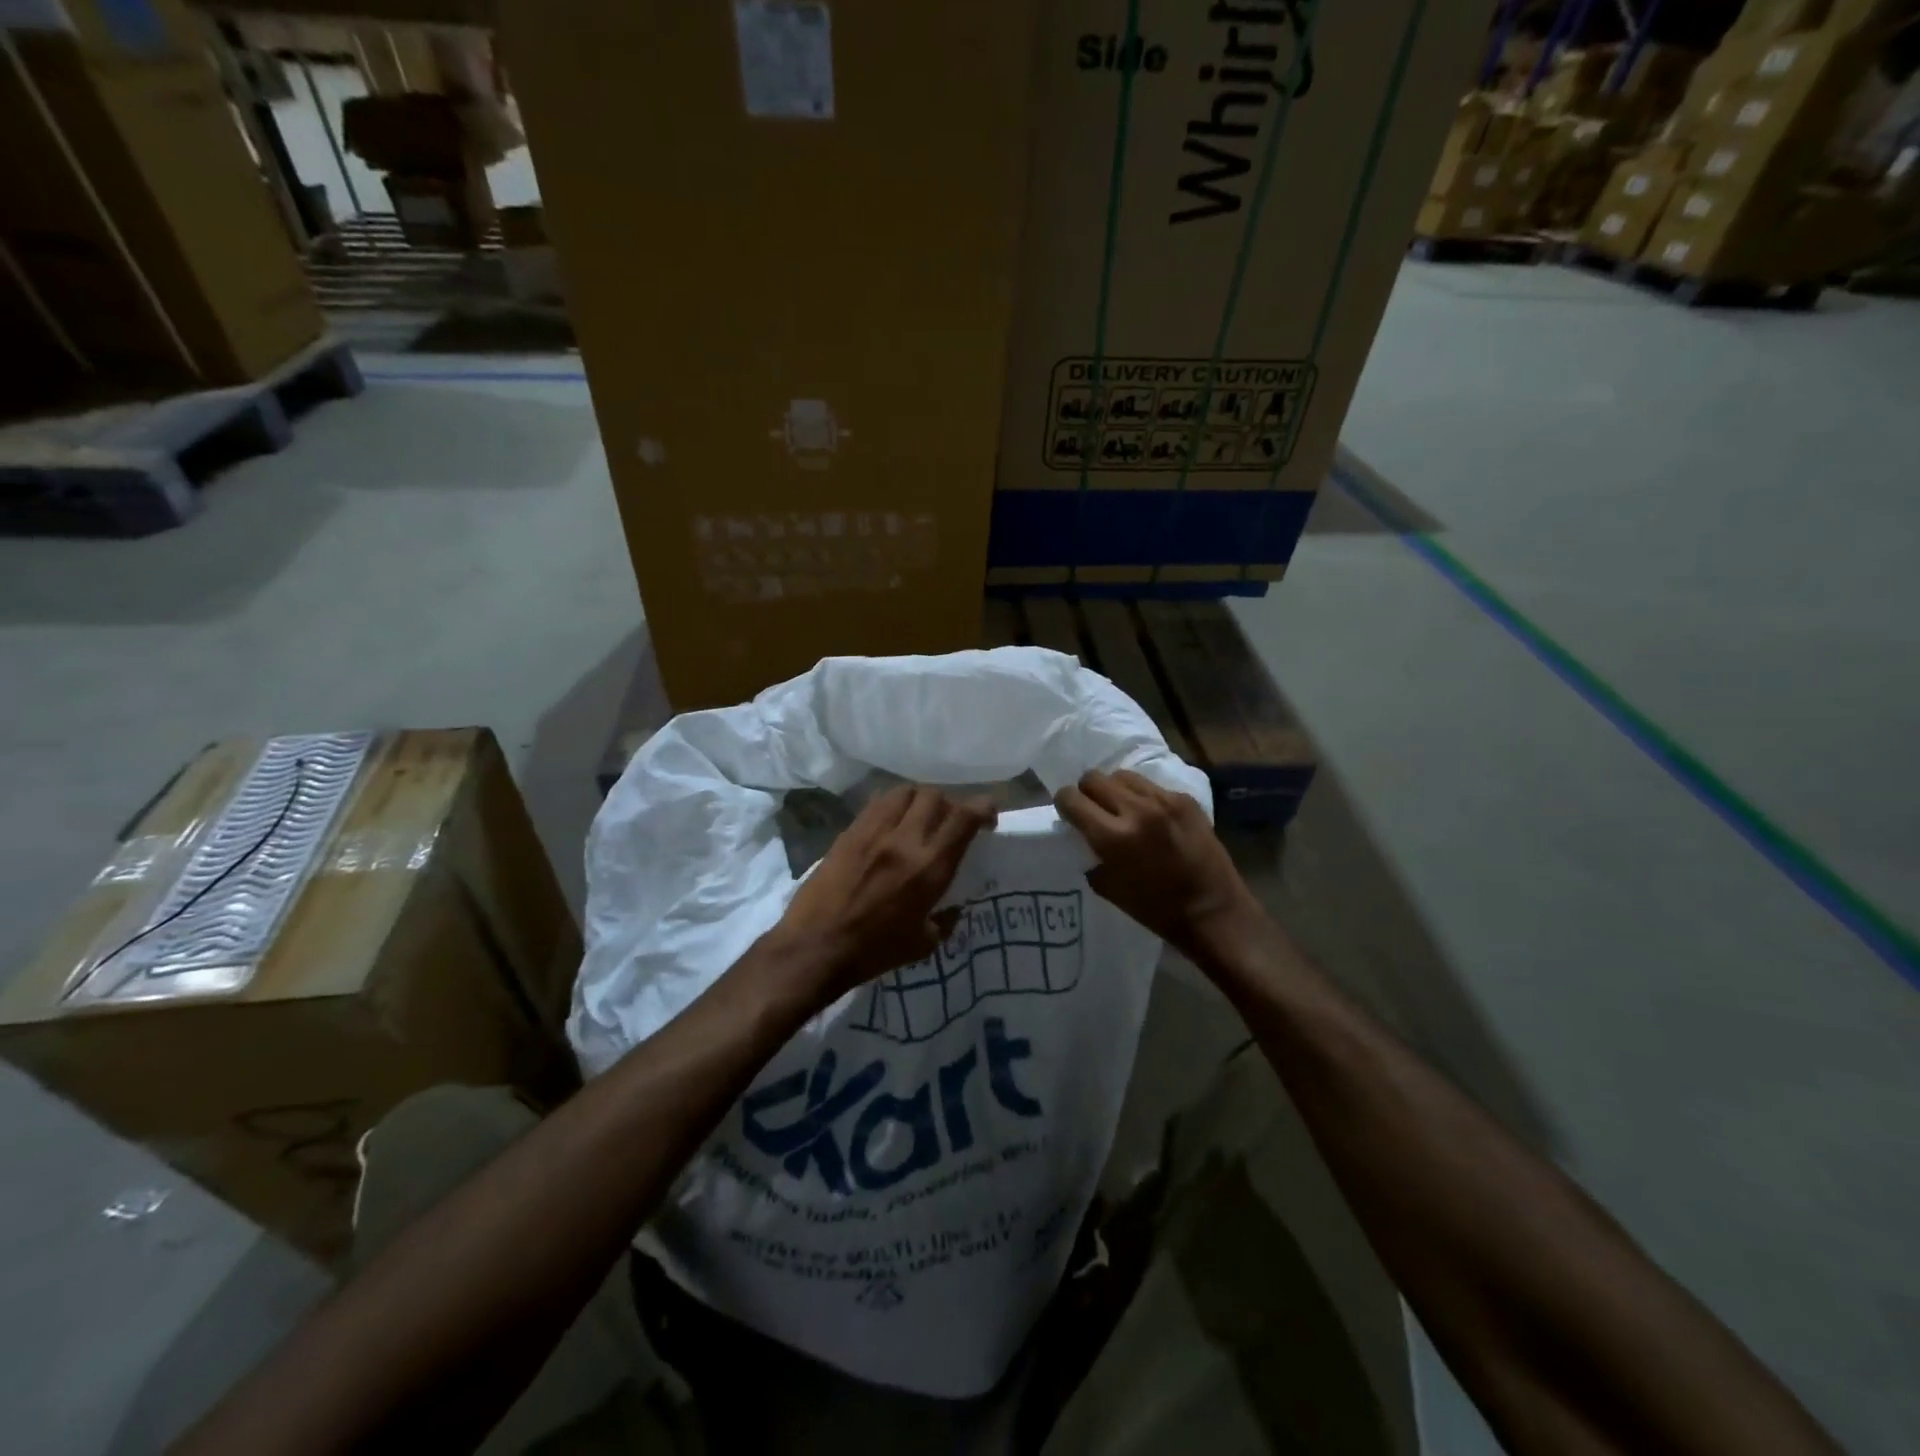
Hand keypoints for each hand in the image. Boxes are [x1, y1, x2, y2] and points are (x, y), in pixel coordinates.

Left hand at [771, 784, 995, 998]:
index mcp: (930, 868)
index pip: (963, 818)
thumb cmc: (873, 952)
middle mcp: (905, 840)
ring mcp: (874, 831)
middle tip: (950, 821)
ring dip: (920, 800)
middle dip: (949, 804)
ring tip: (920, 816)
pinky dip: (893, 805)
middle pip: (935, 797)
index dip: (982, 808)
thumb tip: (954, 908)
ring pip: (906, 792)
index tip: (987, 815)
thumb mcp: (923, 944)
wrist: (815, 947)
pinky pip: (877, 802)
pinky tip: (891, 822)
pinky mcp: (849, 831)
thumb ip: (945, 920)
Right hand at [1055, 769, 1259, 956]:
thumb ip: (1092, 854)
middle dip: (1087, 792)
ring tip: (1121, 808)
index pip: (1071, 799)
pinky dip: (1143, 798)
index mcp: (1113, 837)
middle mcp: (1136, 810)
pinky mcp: (1186, 799)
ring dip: (1114, 790)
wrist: (1214, 911)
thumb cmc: (1157, 911)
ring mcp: (1164, 801)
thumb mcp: (1109, 888)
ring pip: (1122, 776)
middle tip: (1093, 810)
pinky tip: (1151, 817)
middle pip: (1093, 778)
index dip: (1064, 804)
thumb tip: (1084, 836)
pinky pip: (1151, 786)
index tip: (1069, 813)